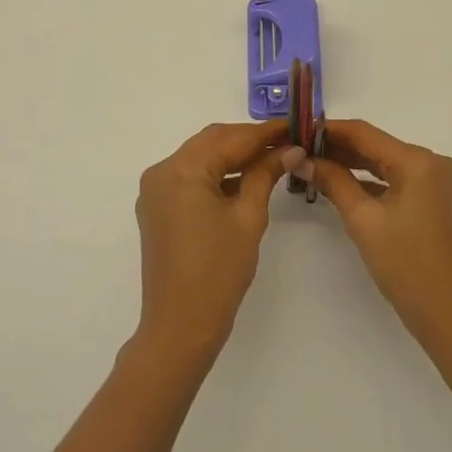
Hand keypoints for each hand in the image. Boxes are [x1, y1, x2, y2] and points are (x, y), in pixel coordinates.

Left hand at [133, 121, 296, 369]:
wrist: (181, 325)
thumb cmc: (218, 271)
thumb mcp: (248, 217)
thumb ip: (266, 175)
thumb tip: (291, 150)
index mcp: (181, 170)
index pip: (230, 138)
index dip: (265, 132)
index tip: (296, 126)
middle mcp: (161, 172)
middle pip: (211, 142)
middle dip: (249, 141)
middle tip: (287, 142)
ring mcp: (155, 191)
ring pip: (200, 158)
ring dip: (233, 157)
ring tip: (273, 159)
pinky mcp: (157, 208)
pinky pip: (190, 178)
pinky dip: (217, 175)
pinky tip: (246, 180)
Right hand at [310, 120, 451, 352]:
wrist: (446, 313)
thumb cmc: (404, 264)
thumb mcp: (363, 220)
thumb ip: (333, 182)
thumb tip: (302, 159)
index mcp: (418, 161)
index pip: (365, 133)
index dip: (329, 130)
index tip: (297, 130)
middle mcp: (431, 163)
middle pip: (376, 146)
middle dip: (337, 148)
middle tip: (298, 149)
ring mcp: (434, 182)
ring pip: (384, 163)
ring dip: (351, 164)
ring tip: (311, 164)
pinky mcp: (432, 200)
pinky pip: (394, 180)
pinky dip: (368, 181)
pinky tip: (339, 183)